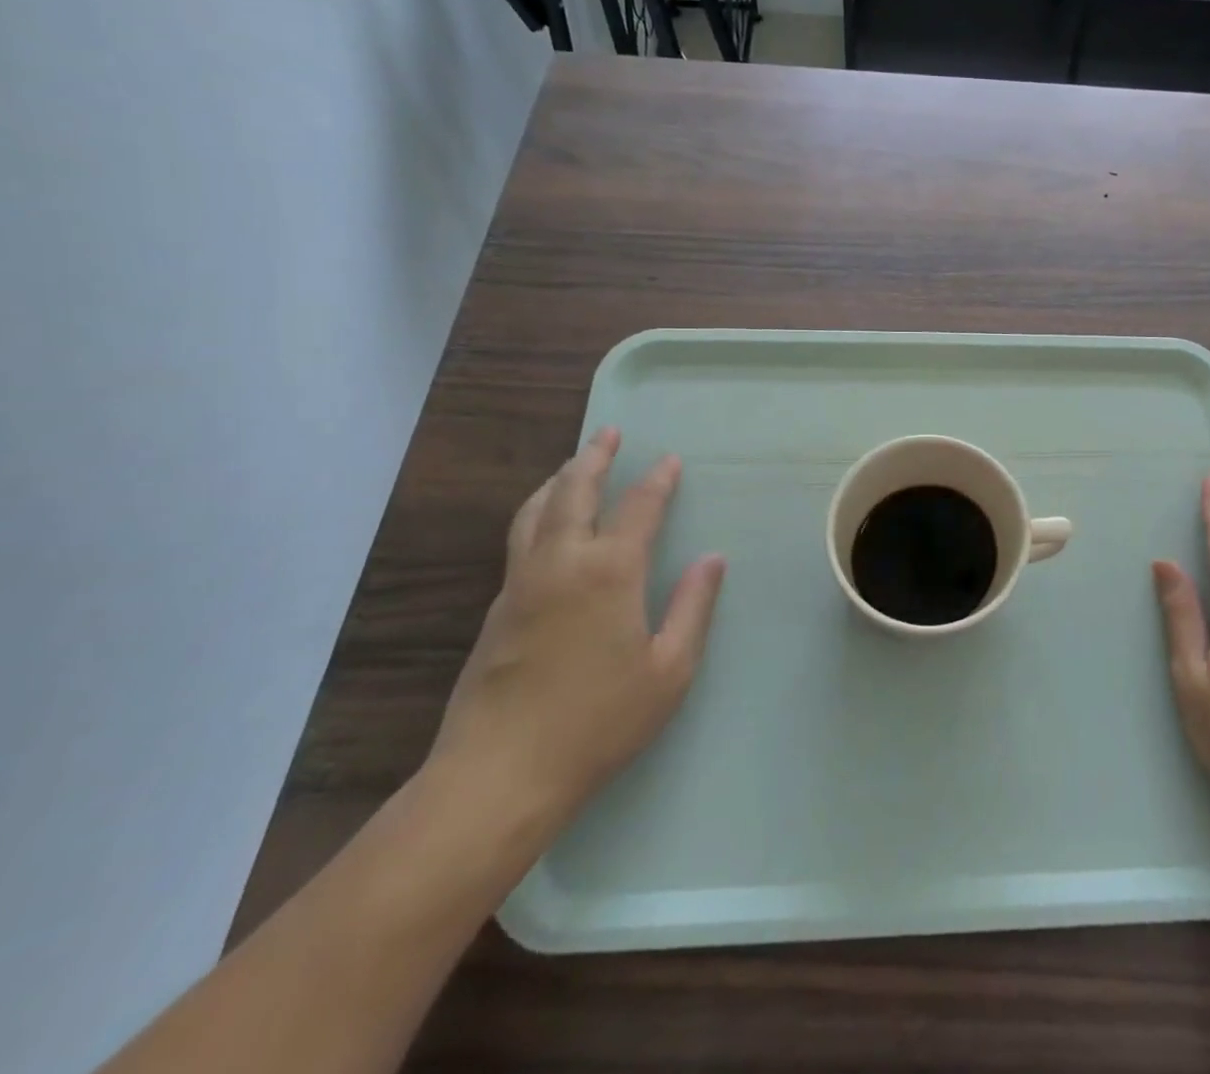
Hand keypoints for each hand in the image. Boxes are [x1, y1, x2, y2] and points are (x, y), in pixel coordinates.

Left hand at [429, 427, 724, 822]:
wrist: (499, 776)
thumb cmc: (599, 721)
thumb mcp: (669, 669)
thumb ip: (692, 607)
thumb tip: (712, 559)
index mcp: (609, 572)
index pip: (639, 508)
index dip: (657, 481)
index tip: (669, 460)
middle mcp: (561, 563)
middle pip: (574, 492)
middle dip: (594, 458)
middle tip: (608, 433)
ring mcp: (521, 584)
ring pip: (535, 511)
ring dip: (558, 480)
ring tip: (572, 466)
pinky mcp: (496, 610)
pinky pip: (520, 540)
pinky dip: (538, 513)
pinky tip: (546, 526)